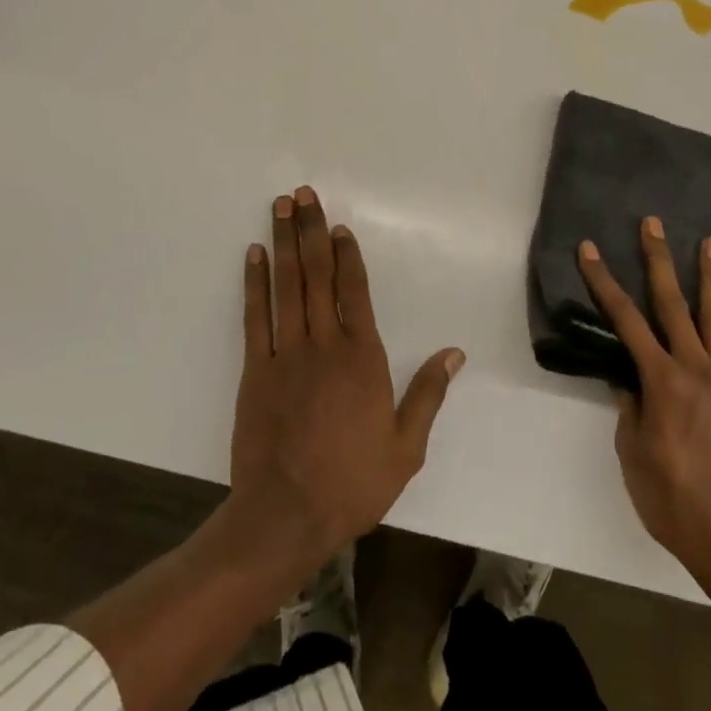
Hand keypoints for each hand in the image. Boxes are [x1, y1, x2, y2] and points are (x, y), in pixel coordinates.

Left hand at [229, 186, 464, 563]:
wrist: (287, 516)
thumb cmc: (352, 483)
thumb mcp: (406, 447)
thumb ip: (428, 394)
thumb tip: (455, 353)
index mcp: (363, 358)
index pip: (355, 291)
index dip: (346, 255)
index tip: (338, 226)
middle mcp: (325, 344)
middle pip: (317, 275)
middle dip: (311, 231)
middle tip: (303, 194)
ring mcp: (287, 354)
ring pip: (287, 285)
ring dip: (284, 243)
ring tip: (281, 207)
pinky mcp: (257, 370)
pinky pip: (257, 316)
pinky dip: (255, 283)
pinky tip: (254, 255)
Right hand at [578, 217, 710, 591]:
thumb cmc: (677, 506)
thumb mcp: (634, 460)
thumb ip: (630, 413)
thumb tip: (629, 381)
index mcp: (661, 382)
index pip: (625, 321)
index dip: (603, 282)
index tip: (589, 249)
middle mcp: (696, 370)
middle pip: (673, 304)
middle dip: (658, 260)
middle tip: (653, 224)